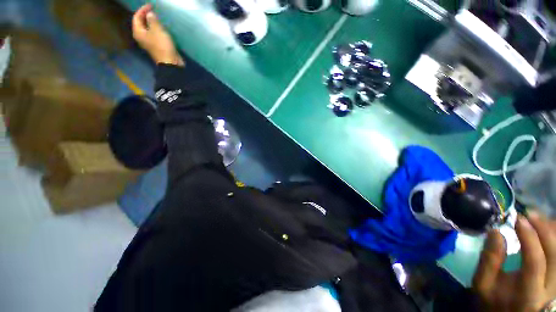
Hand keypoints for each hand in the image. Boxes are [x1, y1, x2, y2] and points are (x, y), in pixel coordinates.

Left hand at [132, 4, 183, 65]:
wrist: (170, 62)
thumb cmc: (162, 45)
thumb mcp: (157, 30)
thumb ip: (152, 20)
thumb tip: (149, 14)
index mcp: (138, 32)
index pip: (136, 17)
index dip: (142, 10)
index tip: (151, 6)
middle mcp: (141, 37)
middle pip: (140, 23)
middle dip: (145, 16)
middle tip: (153, 10)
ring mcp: (149, 42)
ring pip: (147, 29)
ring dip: (151, 23)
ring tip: (157, 18)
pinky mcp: (156, 46)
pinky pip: (153, 34)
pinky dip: (156, 29)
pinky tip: (161, 28)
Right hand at [472, 212, 555, 311]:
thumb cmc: (493, 301)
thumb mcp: (483, 284)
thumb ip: (489, 261)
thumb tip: (496, 232)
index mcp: (528, 293)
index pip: (535, 262)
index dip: (529, 238)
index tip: (518, 219)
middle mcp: (549, 290)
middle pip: (555, 255)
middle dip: (544, 230)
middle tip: (530, 214)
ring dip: (553, 232)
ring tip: (539, 219)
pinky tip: (549, 230)